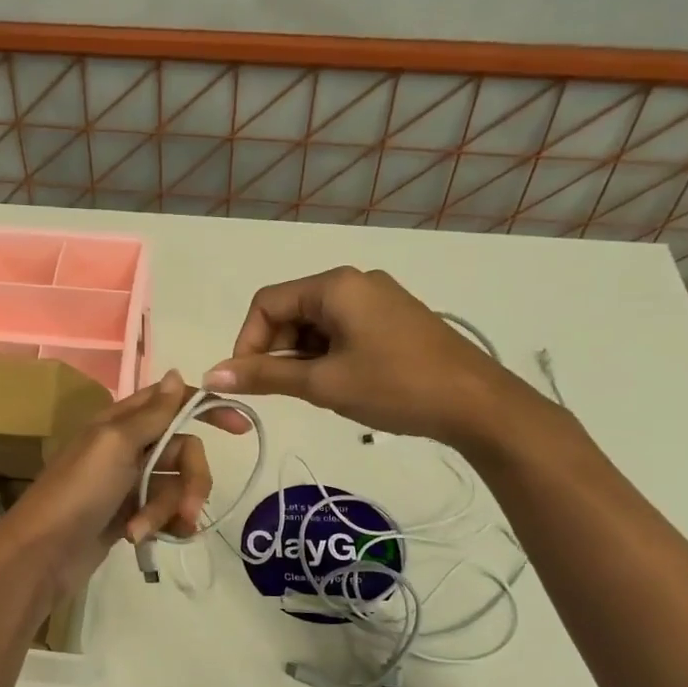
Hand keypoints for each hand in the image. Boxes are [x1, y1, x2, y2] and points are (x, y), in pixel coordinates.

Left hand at [0, 370, 250, 596]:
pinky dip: (163, 526)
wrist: (41, 554)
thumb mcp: (115, 444)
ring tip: (143, 531)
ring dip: (169, 511)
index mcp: (121, 422)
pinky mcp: (129, 515)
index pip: (173, 402)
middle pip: (183, 452)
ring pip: (175, 487)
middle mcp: (127, 447)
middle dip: (191, 482)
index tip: (239, 427)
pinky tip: (150, 540)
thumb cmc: (77, 492)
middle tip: (190, 510)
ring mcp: (128, 483)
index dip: (207, 409)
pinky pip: (164, 513)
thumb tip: (179, 373)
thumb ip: (152, 413)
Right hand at [203, 266, 536, 449]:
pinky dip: (328, 356)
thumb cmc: (395, 386)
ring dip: (302, 358)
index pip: (267, 303)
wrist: (476, 404)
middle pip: (291, 311)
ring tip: (315, 393)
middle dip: (276, 351)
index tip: (246, 382)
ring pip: (316, 325)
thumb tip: (211, 377)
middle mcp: (354, 282)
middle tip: (281, 392)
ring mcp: (378, 299)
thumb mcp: (323, 383)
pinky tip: (340, 385)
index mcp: (335, 285)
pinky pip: (342, 331)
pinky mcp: (394, 320)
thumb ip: (265, 377)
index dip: (247, 342)